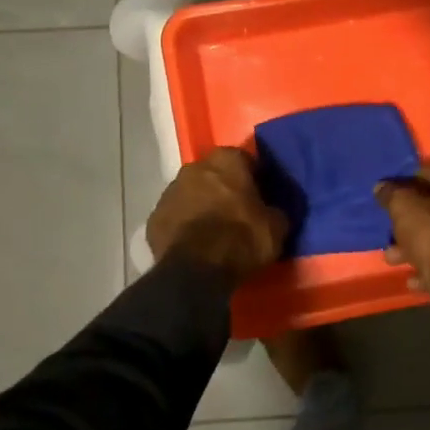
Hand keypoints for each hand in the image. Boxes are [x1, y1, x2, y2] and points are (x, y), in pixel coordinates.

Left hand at [147, 148, 289, 284]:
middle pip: (213, 174)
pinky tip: (194, 245)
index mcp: (226, 160)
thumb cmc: (242, 239)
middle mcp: (194, 167)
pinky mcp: (154, 218)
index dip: (253, 178)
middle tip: (236, 212)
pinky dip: (184, 226)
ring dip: (201, 205)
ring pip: (190, 194)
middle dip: (223, 188)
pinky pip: (175, 217)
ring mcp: (169, 192)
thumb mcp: (275, 227)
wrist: (196, 269)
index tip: (260, 196)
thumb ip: (274, 211)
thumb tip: (272, 212)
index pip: (244, 160)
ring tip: (213, 231)